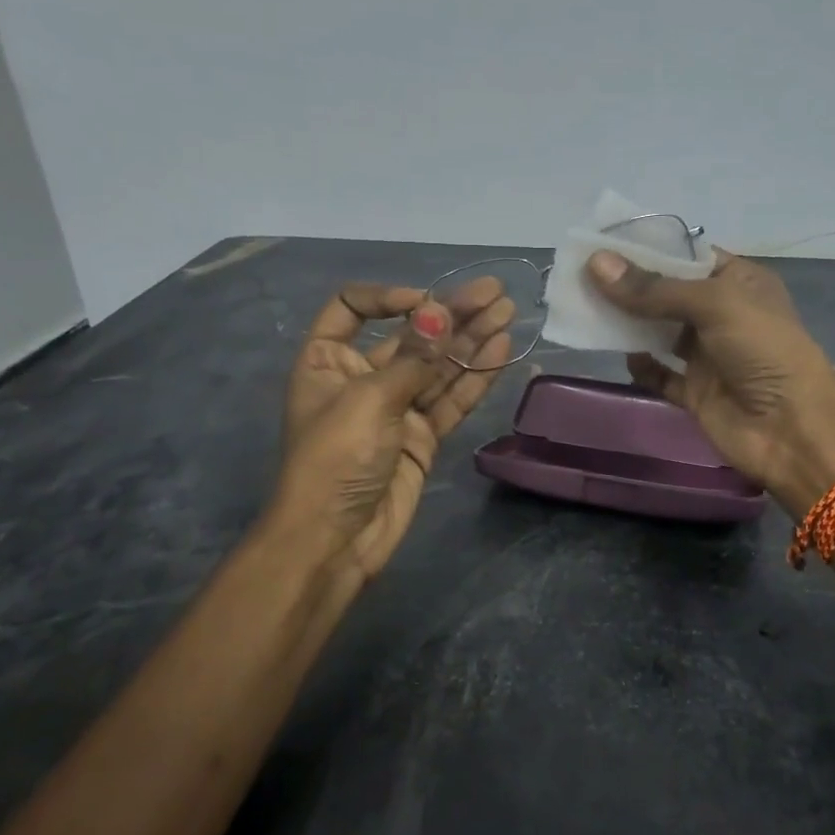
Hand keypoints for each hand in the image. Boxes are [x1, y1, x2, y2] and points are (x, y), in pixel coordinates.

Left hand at [274, 279, 513, 584]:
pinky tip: (500, 351)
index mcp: (327, 360)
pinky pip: (450, 400)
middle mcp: (361, 378)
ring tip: (507, 313)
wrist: (335, 540)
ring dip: (471, 341)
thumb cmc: (335, 460)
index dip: (388, 297)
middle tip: (495, 293)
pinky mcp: (422, 437)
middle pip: (409, 336)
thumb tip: (440, 312)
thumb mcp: (369, 400)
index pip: (351, 308)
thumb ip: (412, 358)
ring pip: (437, 367)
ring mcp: (395, 409)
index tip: (425, 302)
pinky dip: (474, 378)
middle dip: (451, 315)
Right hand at [587, 250, 834, 512]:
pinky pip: (659, 374)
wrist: (792, 430)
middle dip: (629, 285)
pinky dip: (641, 366)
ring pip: (659, 332)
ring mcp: (708, 355)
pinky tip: (622, 355)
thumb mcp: (714, 305)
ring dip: (628, 322)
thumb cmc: (763, 351)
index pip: (687, 257)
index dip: (648, 249)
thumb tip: (596, 264)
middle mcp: (722, 315)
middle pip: (667, 294)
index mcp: (739, 283)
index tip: (603, 244)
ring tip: (586, 308)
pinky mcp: (695, 392)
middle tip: (582, 275)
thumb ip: (654, 289)